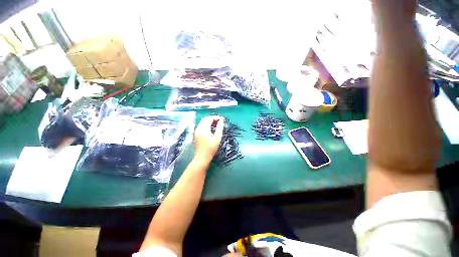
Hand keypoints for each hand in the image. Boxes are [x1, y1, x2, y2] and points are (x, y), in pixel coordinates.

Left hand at [194, 116, 224, 162]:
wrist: (202, 157)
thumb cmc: (211, 148)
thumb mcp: (217, 138)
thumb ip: (220, 128)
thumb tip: (221, 121)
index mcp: (204, 129)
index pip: (209, 119)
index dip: (216, 117)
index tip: (223, 119)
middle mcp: (199, 128)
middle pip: (205, 119)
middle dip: (213, 118)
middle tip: (220, 121)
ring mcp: (196, 131)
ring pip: (203, 122)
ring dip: (210, 121)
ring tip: (217, 124)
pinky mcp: (196, 134)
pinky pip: (202, 125)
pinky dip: (207, 124)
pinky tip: (212, 127)